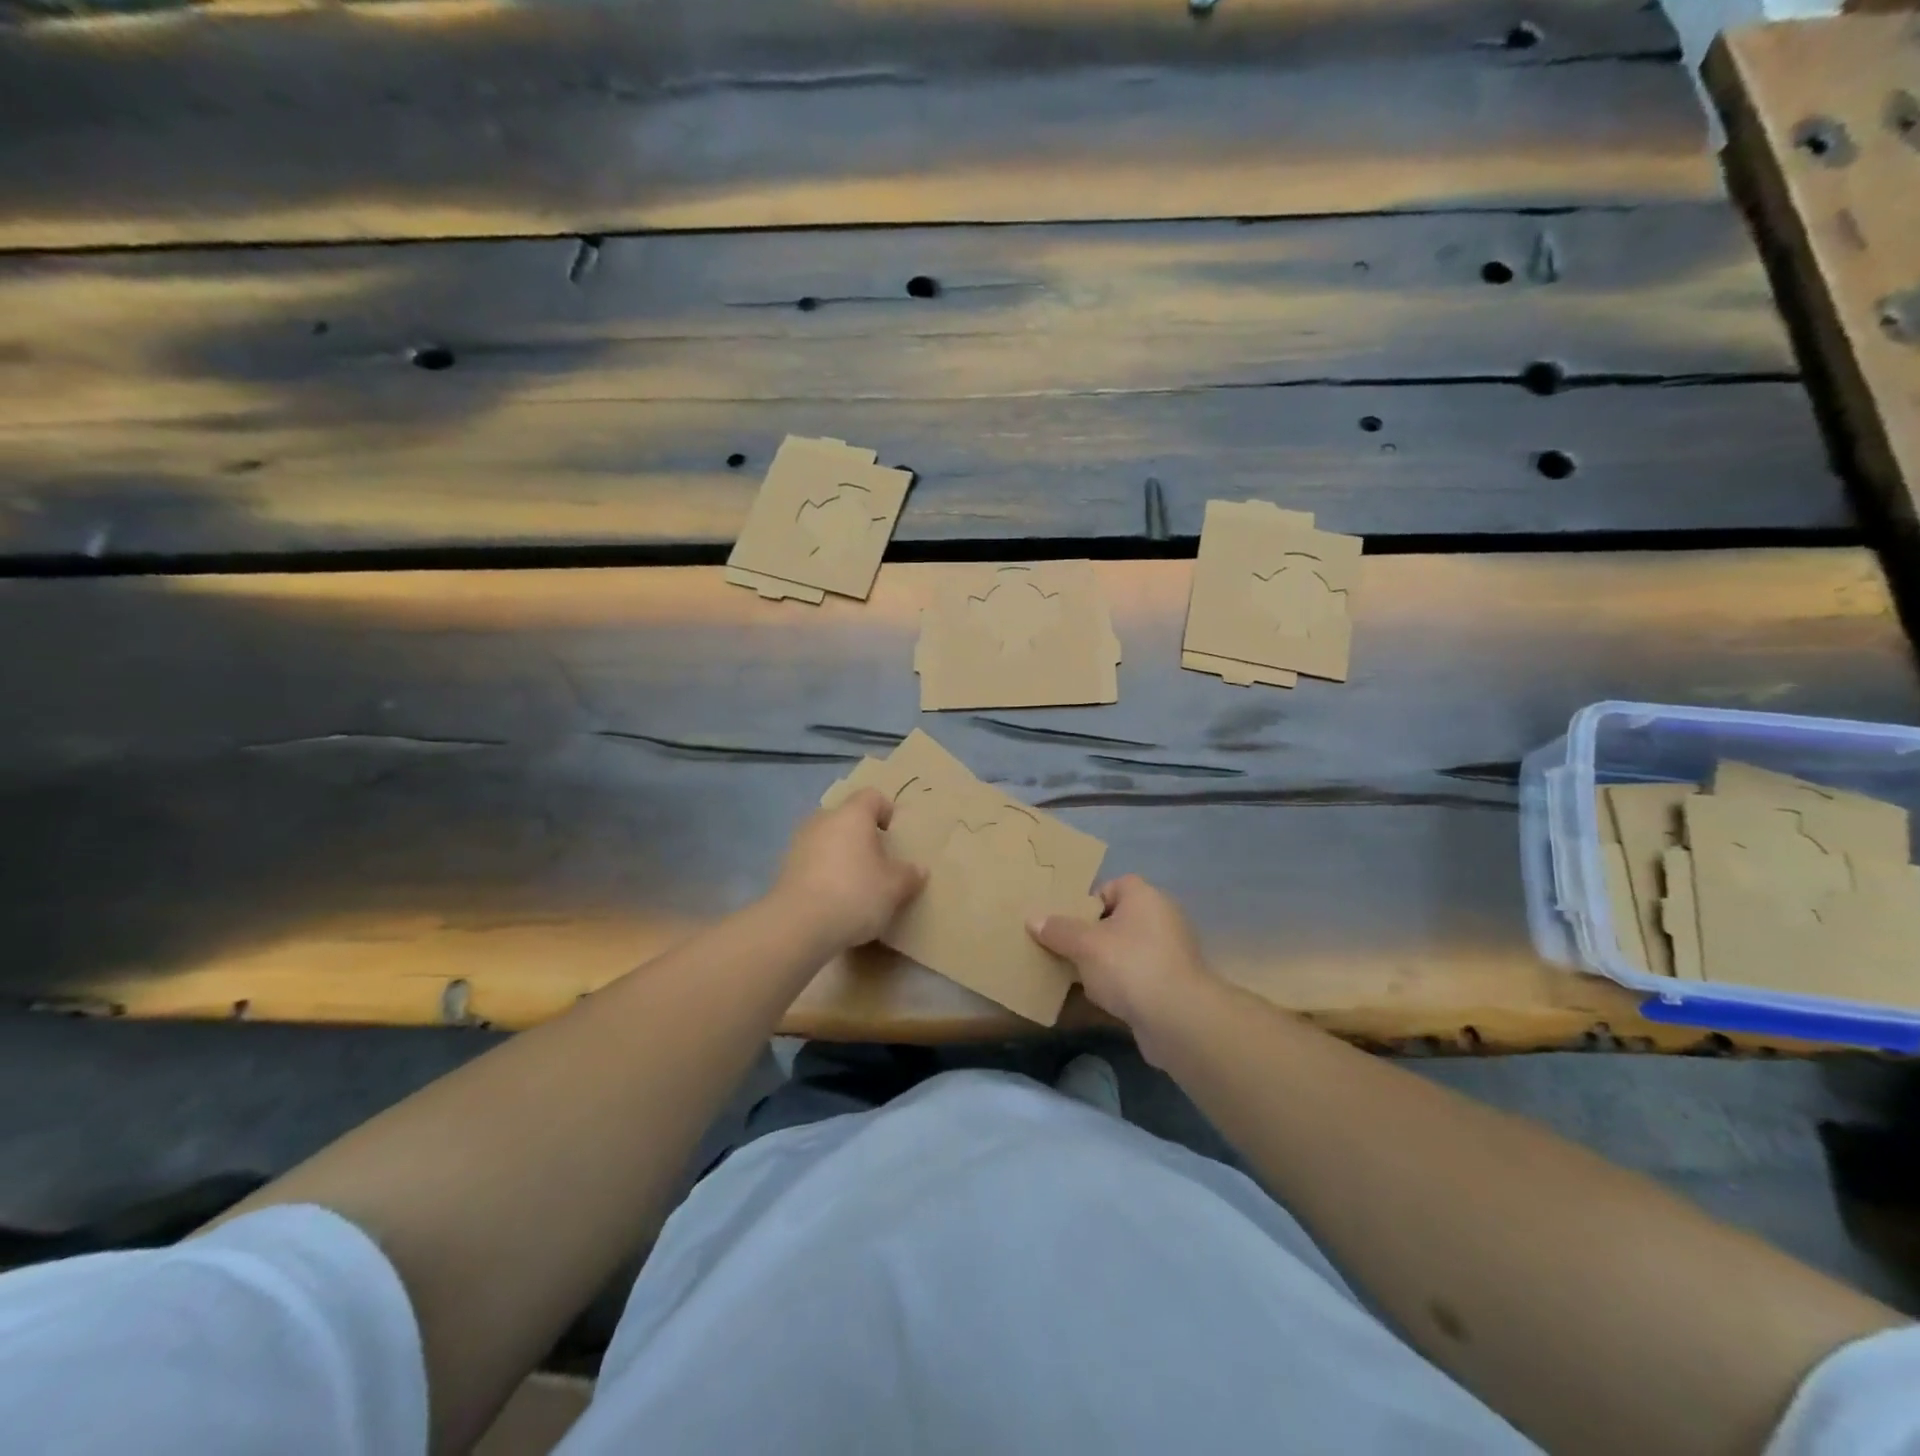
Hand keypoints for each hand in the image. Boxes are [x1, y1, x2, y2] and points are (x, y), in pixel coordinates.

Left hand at [771, 789, 926, 950]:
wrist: (798, 926)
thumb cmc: (854, 894)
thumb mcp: (894, 888)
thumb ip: (908, 875)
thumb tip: (918, 870)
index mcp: (852, 816)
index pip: (872, 796)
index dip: (886, 810)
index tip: (893, 834)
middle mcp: (823, 821)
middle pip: (846, 818)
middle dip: (862, 835)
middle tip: (878, 861)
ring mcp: (799, 844)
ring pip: (827, 840)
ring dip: (841, 855)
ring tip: (855, 883)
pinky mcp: (784, 869)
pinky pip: (812, 863)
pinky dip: (824, 874)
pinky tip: (833, 900)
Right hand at [1027, 875, 1216, 1040]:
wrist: (1179, 1019)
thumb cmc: (1130, 966)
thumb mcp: (1084, 945)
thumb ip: (1058, 930)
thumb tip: (1034, 919)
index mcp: (1144, 897)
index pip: (1112, 886)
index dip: (1088, 901)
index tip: (1066, 922)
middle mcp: (1162, 918)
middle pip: (1117, 920)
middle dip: (1090, 936)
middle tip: (1064, 949)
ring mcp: (1170, 953)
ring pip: (1125, 951)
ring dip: (1103, 964)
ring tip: (1075, 977)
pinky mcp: (1171, 985)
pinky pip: (1136, 977)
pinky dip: (1119, 986)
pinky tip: (1098, 1001)